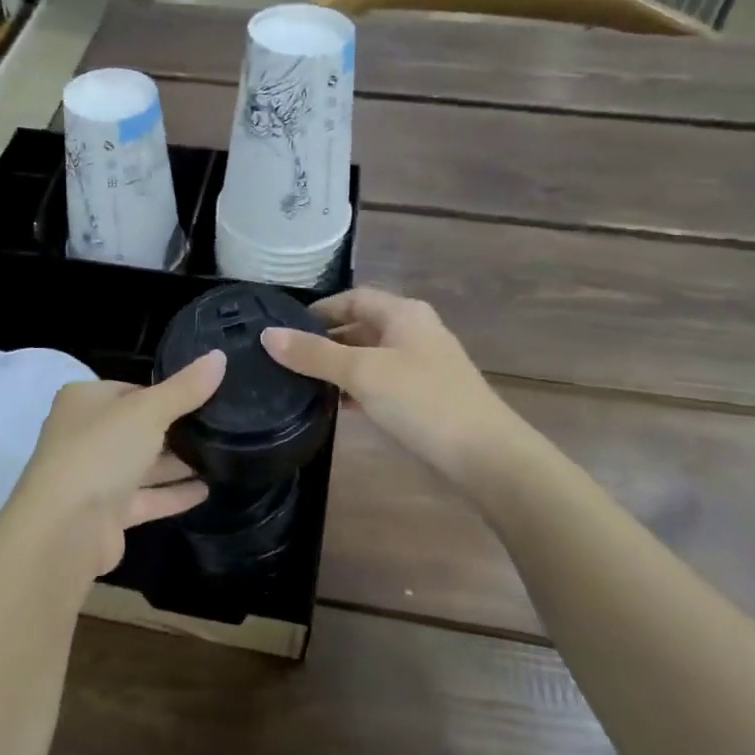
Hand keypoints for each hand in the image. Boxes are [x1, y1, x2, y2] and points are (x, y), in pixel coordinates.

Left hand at [0, 351, 225, 578]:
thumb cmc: (101, 452)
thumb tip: (220, 356)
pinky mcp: (107, 514)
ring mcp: (95, 476)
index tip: (206, 395)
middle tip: (223, 425)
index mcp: (85, 400)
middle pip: (138, 427)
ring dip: (178, 463)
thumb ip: (185, 388)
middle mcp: (86, 435)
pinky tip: (207, 490)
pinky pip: (147, 498)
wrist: (64, 529)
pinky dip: (173, 494)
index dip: (167, 392)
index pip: (132, 389)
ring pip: (143, 464)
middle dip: (176, 428)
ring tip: (225, 456)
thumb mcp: (148, 411)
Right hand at [261, 288, 515, 483]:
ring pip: (371, 356)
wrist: (486, 456)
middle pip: (361, 326)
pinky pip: (382, 382)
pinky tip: (336, 406)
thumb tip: (267, 335)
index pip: (353, 298)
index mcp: (404, 314)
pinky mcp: (426, 397)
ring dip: (339, 366)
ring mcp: (423, 366)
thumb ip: (314, 354)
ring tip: (301, 382)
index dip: (319, 309)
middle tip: (287, 358)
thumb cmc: (422, 401)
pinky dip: (358, 388)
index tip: (285, 328)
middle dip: (325, 339)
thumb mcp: (362, 373)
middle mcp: (415, 332)